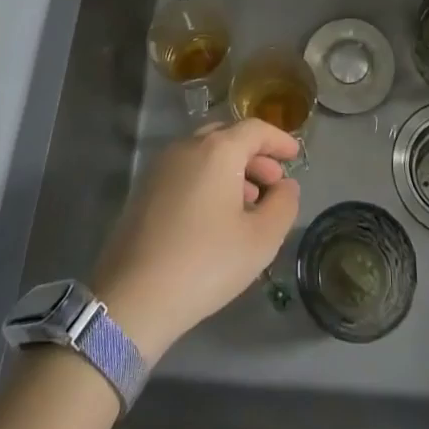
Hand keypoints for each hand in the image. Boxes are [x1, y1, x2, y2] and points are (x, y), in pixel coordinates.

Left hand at [91, 119, 301, 361]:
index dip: (279, 140)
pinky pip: (186, 170)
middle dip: (255, 155)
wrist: (132, 298)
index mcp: (217, 150)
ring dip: (232, 169)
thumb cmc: (205, 263)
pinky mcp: (145, 189)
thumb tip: (286, 186)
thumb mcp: (260, 240)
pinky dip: (208, 180)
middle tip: (274, 182)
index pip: (255, 129)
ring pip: (205, 154)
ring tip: (249, 203)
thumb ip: (283, 206)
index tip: (295, 155)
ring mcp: (161, 166)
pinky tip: (216, 215)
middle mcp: (187, 146)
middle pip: (228, 137)